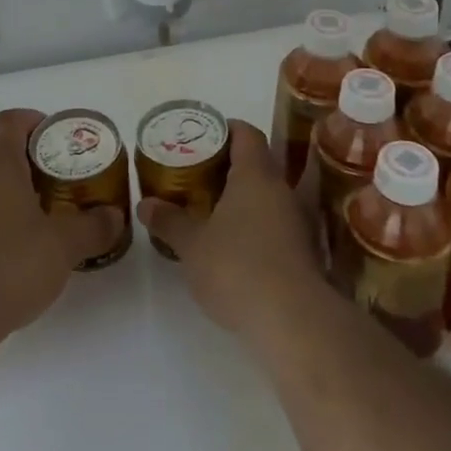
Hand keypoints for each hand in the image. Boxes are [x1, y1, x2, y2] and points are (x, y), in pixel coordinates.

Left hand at [0, 109, 122, 348]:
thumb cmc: (10, 265)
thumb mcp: (64, 245)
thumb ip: (94, 226)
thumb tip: (115, 216)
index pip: (10, 121)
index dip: (37, 120)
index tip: (64, 140)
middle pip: (8, 152)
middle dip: (44, 161)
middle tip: (75, 178)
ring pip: (1, 186)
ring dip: (32, 192)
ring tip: (64, 213)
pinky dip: (17, 218)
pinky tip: (40, 247)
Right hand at [137, 120, 324, 338]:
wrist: (293, 321)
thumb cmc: (237, 268)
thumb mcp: (192, 245)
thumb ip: (169, 221)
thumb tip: (145, 204)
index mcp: (255, 175)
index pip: (246, 133)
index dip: (225, 129)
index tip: (202, 137)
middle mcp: (281, 190)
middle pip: (258, 163)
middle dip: (229, 166)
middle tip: (197, 175)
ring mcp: (298, 221)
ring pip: (268, 195)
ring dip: (244, 198)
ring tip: (212, 210)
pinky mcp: (305, 252)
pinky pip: (277, 223)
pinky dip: (256, 225)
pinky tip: (235, 245)